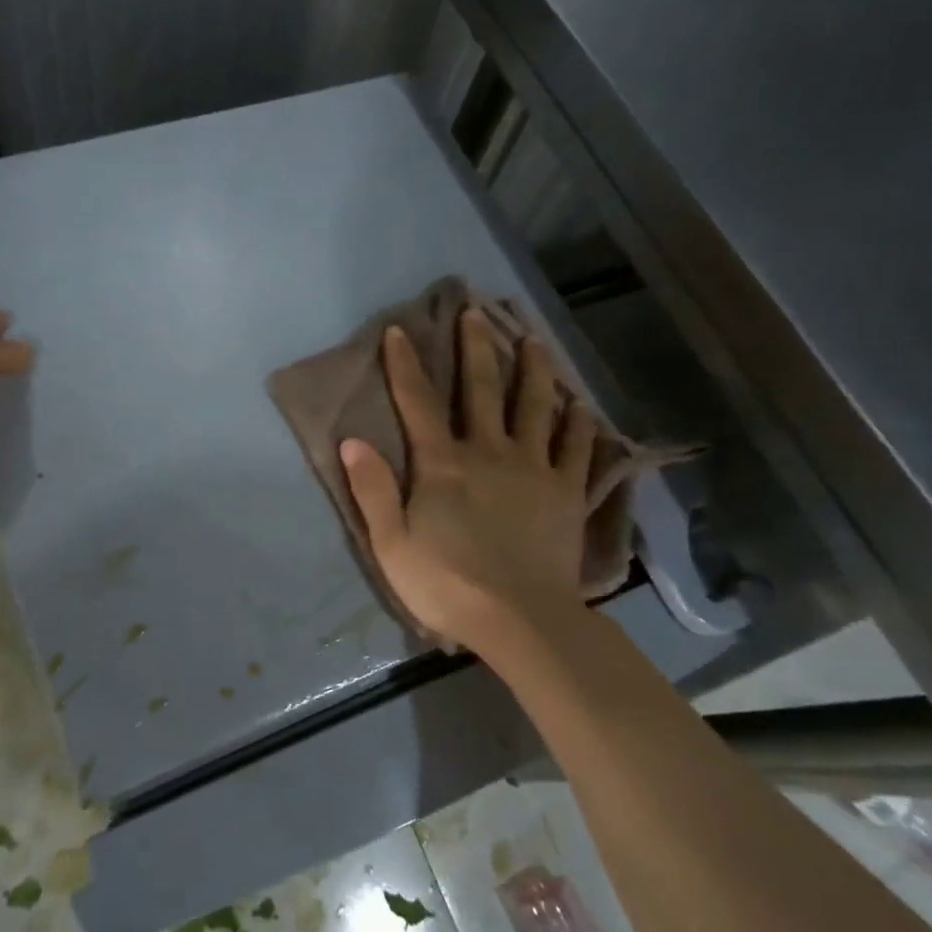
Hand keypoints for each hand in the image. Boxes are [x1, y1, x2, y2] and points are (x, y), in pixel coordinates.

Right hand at [340, 309, 595, 656]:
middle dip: (475, 347)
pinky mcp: (566, 492)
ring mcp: (534, 469)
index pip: (418, 402)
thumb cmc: (447, 584)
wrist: (521, 620)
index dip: (405, 364)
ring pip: (536, 407)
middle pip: (482, 389)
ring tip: (533, 340)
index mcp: (443, 464)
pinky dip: (577, 423)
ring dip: (533, 370)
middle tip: (476, 311)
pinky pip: (575, 448)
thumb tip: (352, 440)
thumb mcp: (392, 544)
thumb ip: (372, 490)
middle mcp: (490, 452)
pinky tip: (579, 405)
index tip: (400, 330)